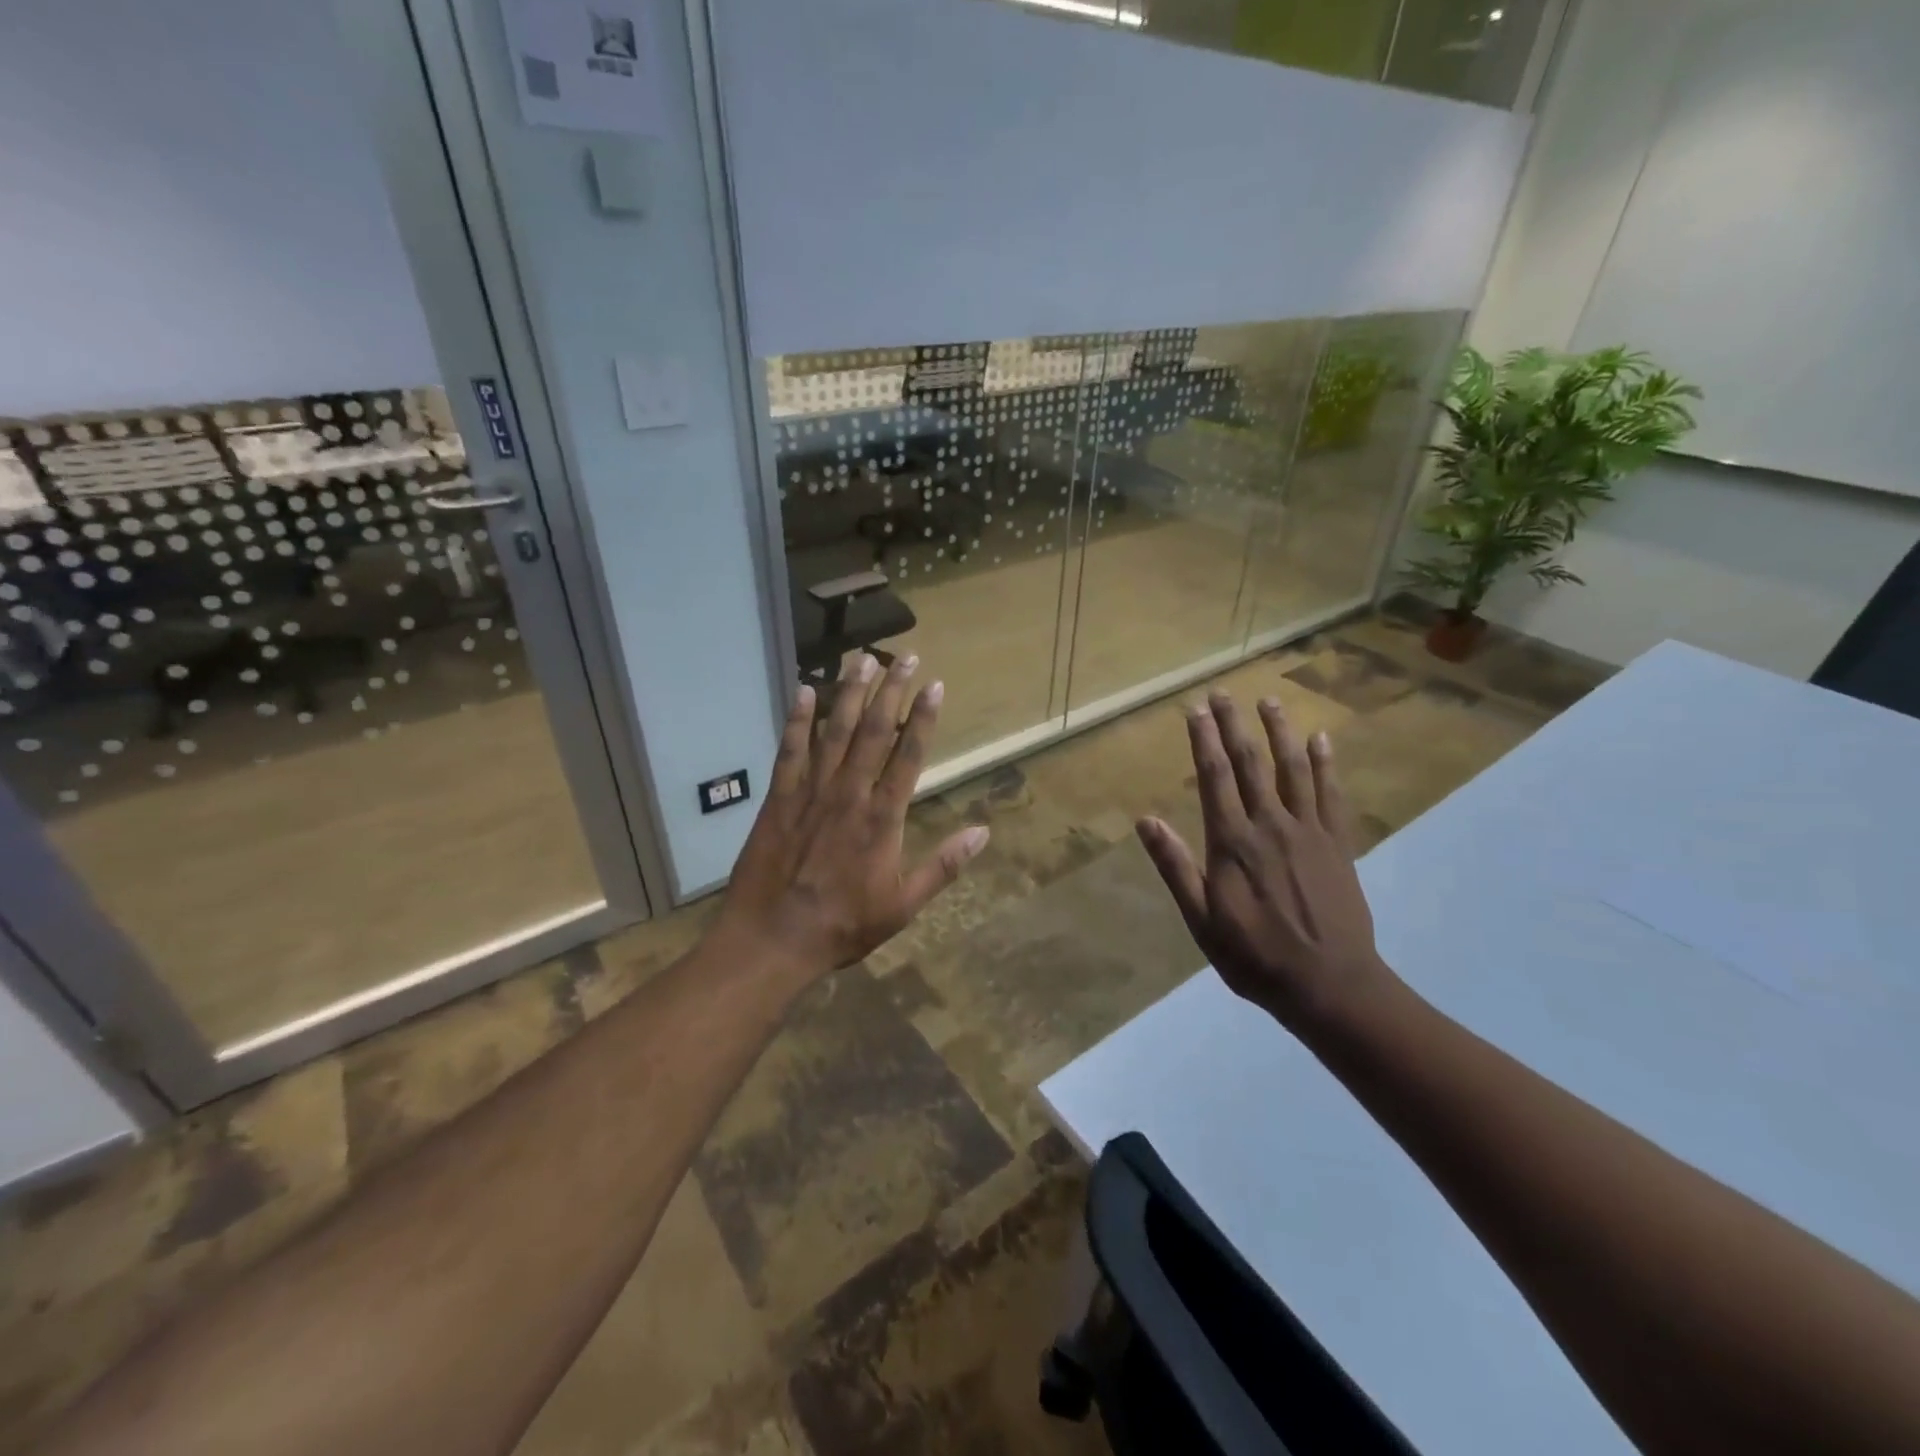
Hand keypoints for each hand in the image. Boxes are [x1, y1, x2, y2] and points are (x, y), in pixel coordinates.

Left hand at [713, 653, 988, 984]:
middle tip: (904, 656)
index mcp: (883, 817)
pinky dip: (797, 720)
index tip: (934, 685)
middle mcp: (850, 793)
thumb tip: (983, 832)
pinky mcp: (779, 798)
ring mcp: (811, 792)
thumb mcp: (904, 905)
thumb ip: (943, 865)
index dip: (923, 718)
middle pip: (873, 732)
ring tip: (862, 659)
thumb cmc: (844, 925)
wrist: (774, 939)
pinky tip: (804, 691)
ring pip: (834, 732)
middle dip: (891, 691)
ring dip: (849, 693)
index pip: (908, 755)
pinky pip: (789, 750)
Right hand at [1137, 691, 1390, 1030]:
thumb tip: (1146, 820)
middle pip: (1250, 763)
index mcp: (1232, 842)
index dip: (1203, 740)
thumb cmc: (1254, 955)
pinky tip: (1322, 740)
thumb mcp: (1201, 920)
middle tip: (1224, 693)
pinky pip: (1331, 795)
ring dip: (1280, 732)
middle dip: (1234, 725)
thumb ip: (1175, 867)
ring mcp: (1309, 831)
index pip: (1215, 777)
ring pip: (1293, 769)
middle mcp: (1270, 825)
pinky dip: (1326, 765)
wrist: (1330, 985)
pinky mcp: (1338, 844)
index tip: (1195, 709)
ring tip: (1270, 701)